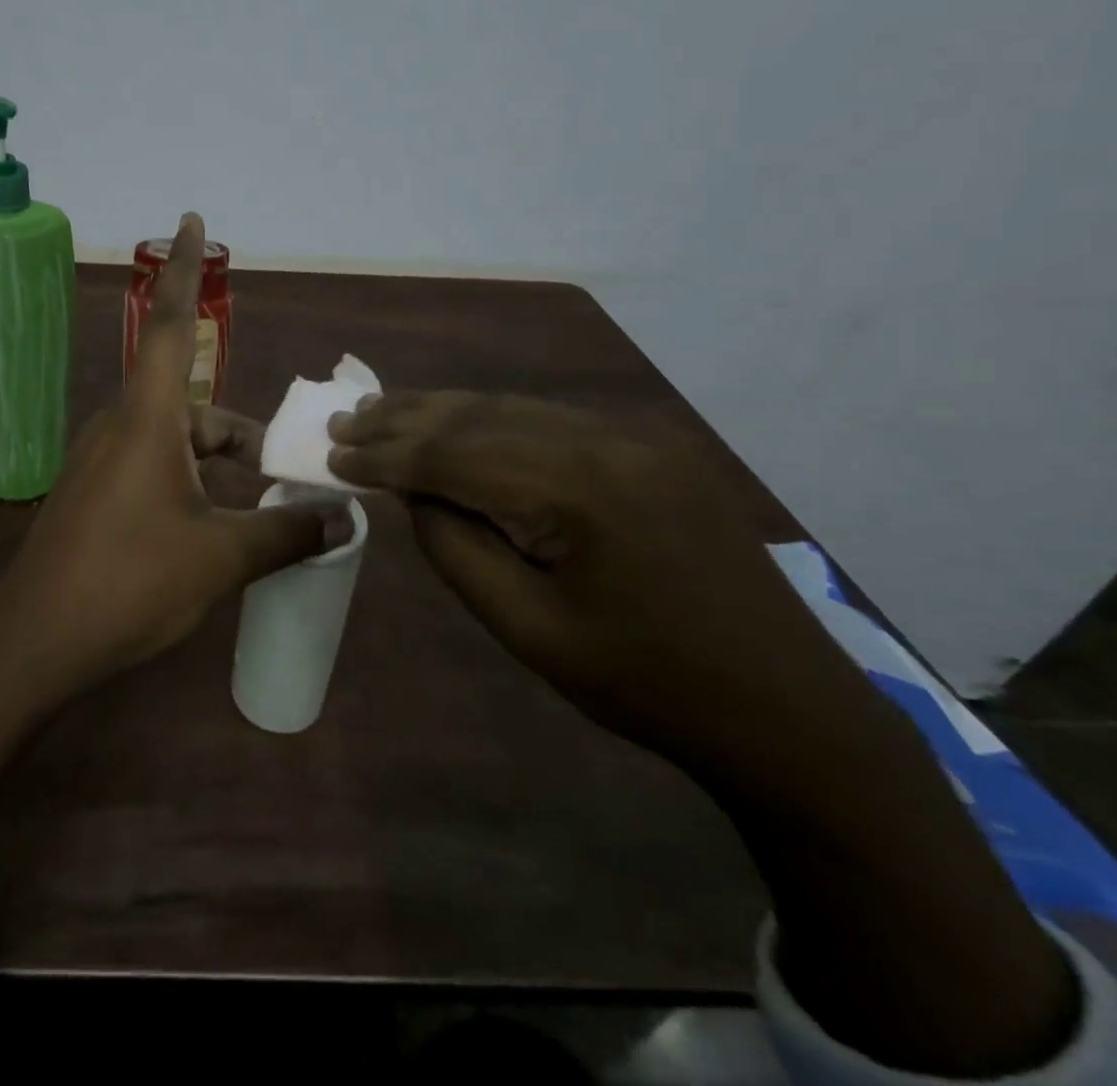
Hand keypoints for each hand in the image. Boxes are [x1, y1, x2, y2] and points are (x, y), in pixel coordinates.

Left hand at [0, 213, 350, 696]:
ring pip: (175, 442)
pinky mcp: (94, 495)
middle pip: (192, 404)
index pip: (167, 323)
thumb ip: (285, 533)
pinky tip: (218, 530)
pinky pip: (154, 469)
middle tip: (286, 469)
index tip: (190, 220)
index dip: (182, 269)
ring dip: (219, 465)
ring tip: (265, 510)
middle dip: (241, 433)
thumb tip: (342, 520)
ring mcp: (101, 462)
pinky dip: (193, 485)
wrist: (36, 642)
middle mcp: (120, 427)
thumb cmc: (128, 584)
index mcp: (146, 419)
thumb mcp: (219, 559)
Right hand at [325, 392, 890, 778]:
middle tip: (344, 422)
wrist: (785, 708)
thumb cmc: (644, 683)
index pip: (453, 456)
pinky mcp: (646, 447)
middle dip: (403, 419)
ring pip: (510, 408)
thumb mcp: (526, 628)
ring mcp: (633, 437)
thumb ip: (456, 547)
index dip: (385, 454)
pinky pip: (547, 420)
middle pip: (478, 416)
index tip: (331, 454)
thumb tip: (413, 492)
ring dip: (441, 412)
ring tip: (381, 412)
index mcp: (578, 489)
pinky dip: (489, 421)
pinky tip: (456, 425)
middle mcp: (606, 440)